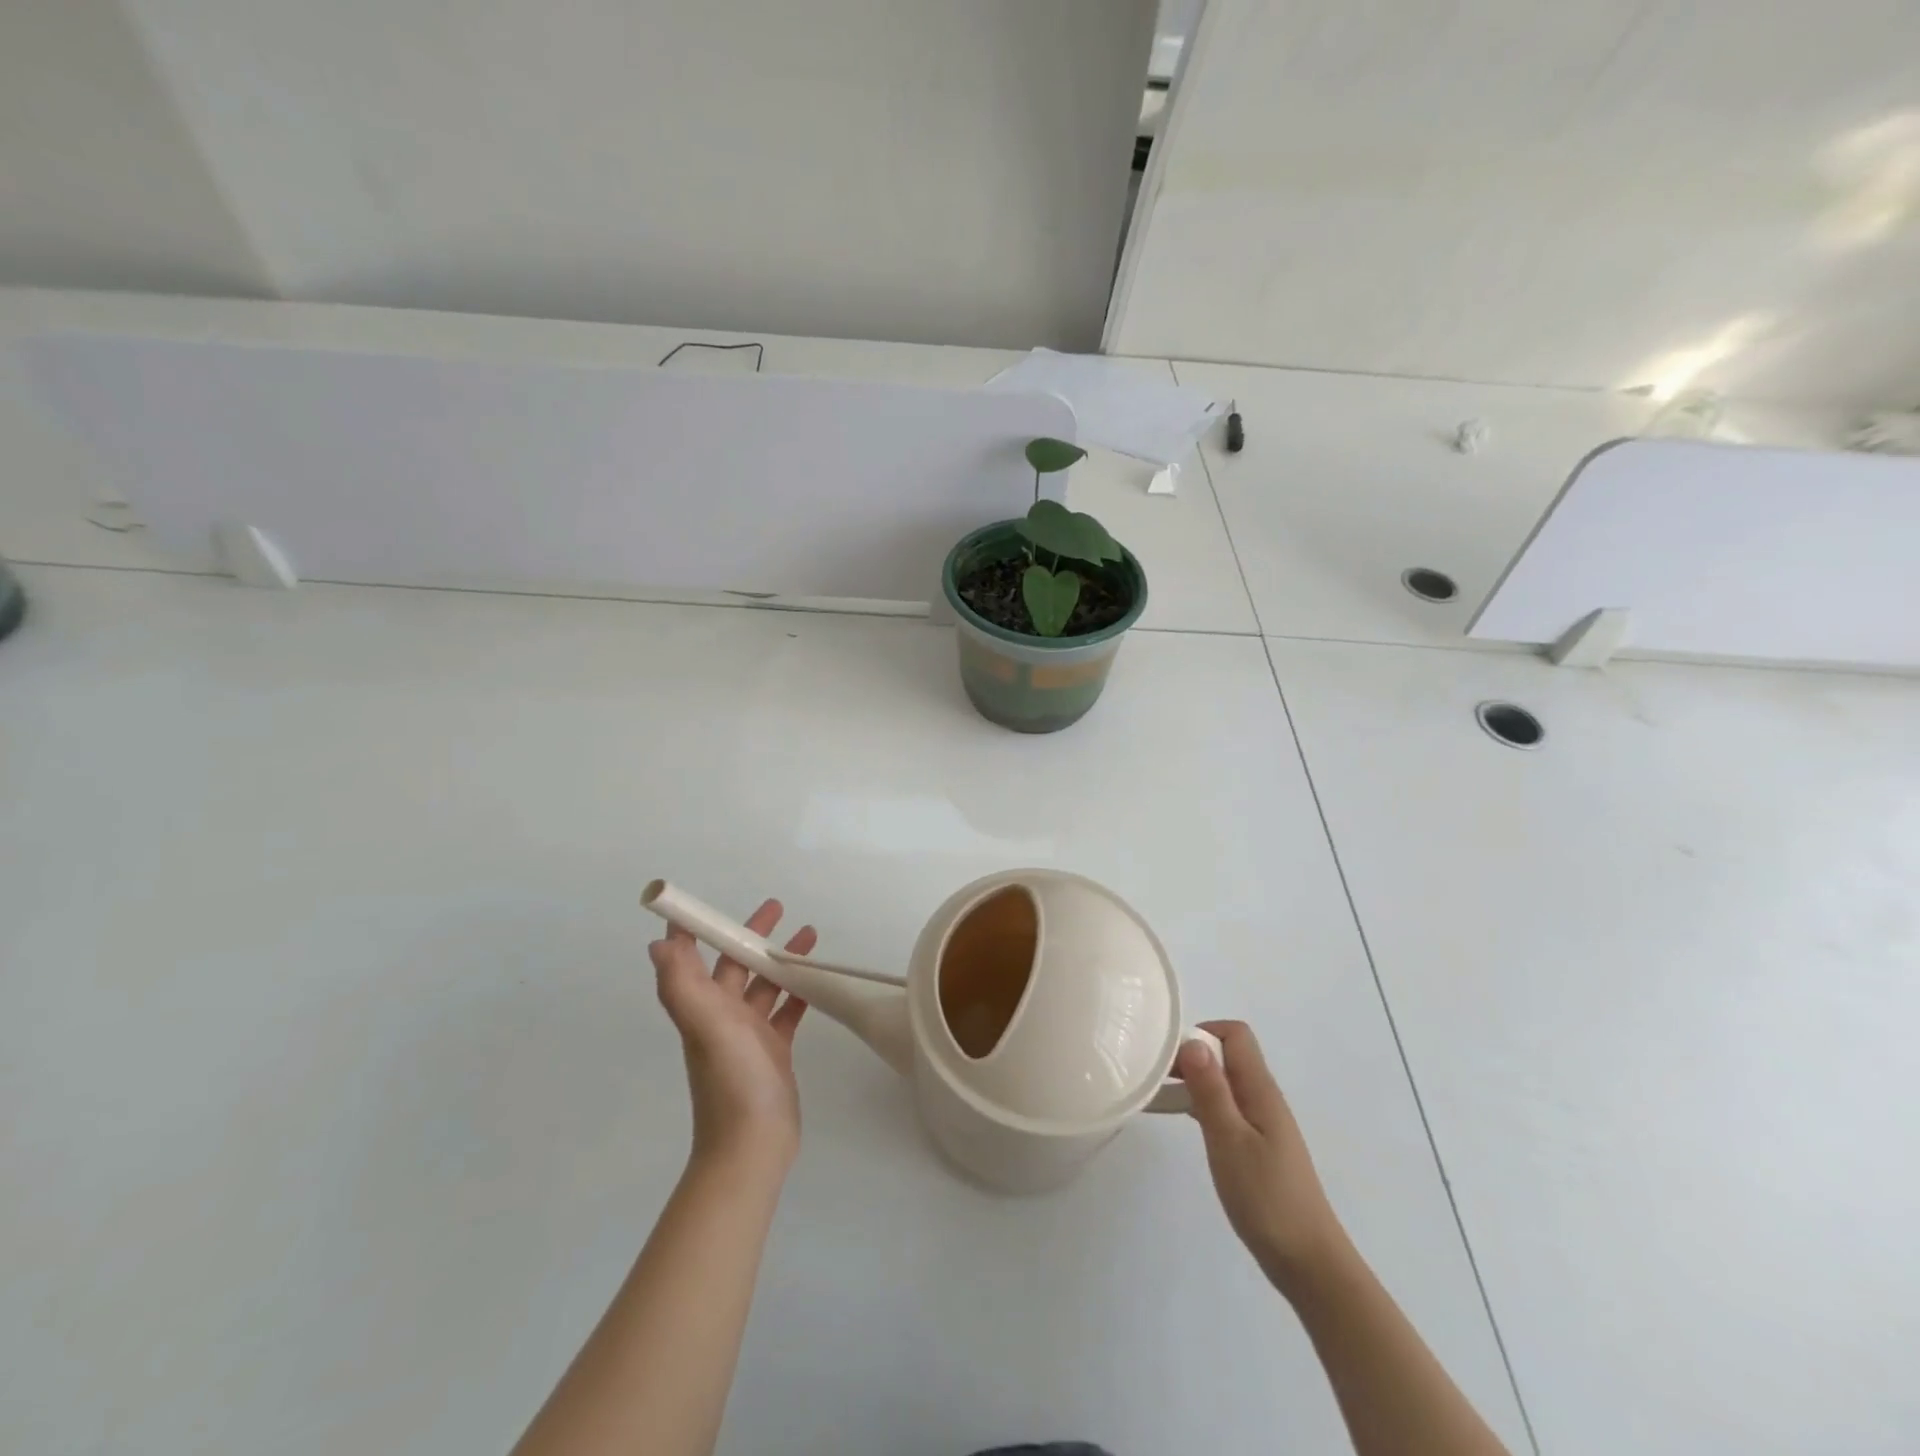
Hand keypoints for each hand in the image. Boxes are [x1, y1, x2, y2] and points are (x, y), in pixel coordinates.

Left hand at [649, 899, 814, 1169]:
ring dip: (780, 959)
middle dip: (750, 935)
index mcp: (701, 1007)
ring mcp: (747, 1035)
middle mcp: (720, 1017)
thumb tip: (656, 944)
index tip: (707, 903)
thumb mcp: (706, 1027)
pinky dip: (797, 993)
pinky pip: (785, 1012)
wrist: (753, 1146)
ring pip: (763, 985)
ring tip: (809, 934)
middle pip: (733, 965)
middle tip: (778, 908)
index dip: (693, 930)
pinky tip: (816, 980)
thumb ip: (683, 985)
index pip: (688, 958)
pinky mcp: (772, 1051)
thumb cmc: (732, 1080)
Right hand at [1176, 1021, 1346, 1291]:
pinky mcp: (1257, 1145)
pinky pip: (1226, 1106)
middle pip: (1228, 1054)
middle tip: (1155, 1074)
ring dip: (1194, 1079)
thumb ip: (1211, 1090)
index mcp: (1260, 1089)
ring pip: (1225, 1081)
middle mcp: (1263, 1097)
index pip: (1235, 1034)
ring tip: (1159, 1093)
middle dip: (1191, 1055)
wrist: (1308, 1262)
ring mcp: (1262, 1122)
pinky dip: (1202, 1104)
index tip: (1170, 1055)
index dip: (1202, 1032)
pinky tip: (1183, 1120)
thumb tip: (1192, 1041)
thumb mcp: (1229, 1140)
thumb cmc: (1266, 1198)